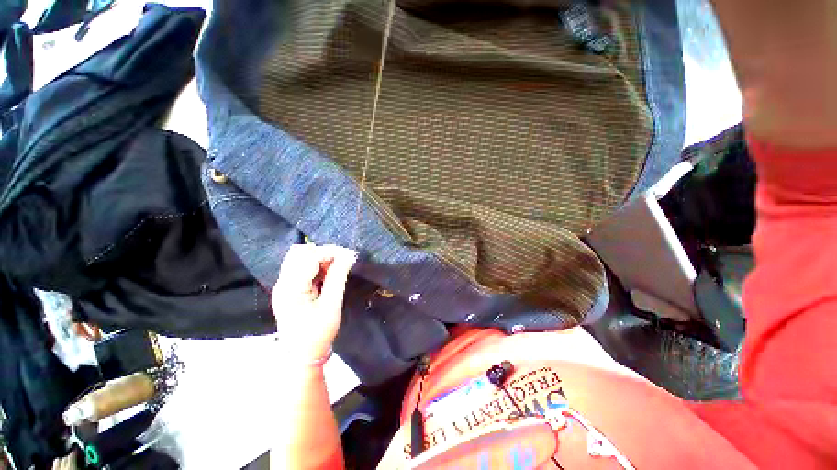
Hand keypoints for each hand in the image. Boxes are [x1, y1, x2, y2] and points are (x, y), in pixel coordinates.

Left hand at [271, 244, 357, 364]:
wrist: (302, 357)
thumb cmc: (318, 334)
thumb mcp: (332, 305)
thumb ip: (338, 276)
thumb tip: (349, 255)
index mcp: (290, 289)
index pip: (309, 257)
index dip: (330, 252)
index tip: (349, 255)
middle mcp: (282, 284)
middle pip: (299, 253)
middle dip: (323, 252)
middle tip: (342, 261)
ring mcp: (283, 286)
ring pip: (299, 258)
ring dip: (319, 258)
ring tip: (335, 268)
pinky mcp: (287, 290)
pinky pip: (300, 268)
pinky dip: (315, 266)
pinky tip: (326, 275)